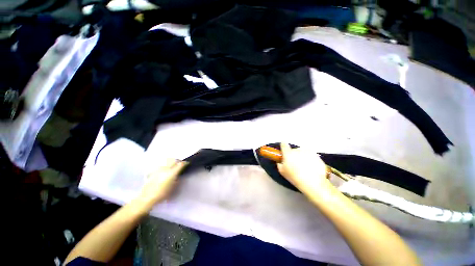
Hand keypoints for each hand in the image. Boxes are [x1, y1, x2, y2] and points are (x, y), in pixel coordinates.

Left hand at [138, 159, 187, 206]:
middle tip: (180, 164)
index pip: (180, 164)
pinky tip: (164, 170)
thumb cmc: (162, 194)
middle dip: (177, 161)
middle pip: (173, 160)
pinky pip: (161, 166)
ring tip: (172, 166)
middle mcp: (166, 169)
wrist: (147, 197)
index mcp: (172, 173)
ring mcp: (159, 169)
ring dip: (171, 162)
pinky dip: (164, 166)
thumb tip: (177, 175)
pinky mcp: (153, 171)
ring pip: (166, 161)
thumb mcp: (173, 188)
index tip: (187, 163)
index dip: (185, 163)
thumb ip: (176, 179)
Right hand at [277, 143, 330, 193]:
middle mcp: (298, 150)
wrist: (313, 183)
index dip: (283, 146)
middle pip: (294, 150)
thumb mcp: (282, 172)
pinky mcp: (316, 155)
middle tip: (296, 164)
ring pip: (303, 152)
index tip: (284, 149)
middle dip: (294, 155)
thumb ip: (280, 163)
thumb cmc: (294, 177)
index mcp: (288, 153)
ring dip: (302, 157)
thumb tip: (281, 160)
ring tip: (304, 167)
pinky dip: (310, 160)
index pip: (284, 144)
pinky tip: (311, 168)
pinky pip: (311, 156)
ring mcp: (308, 152)